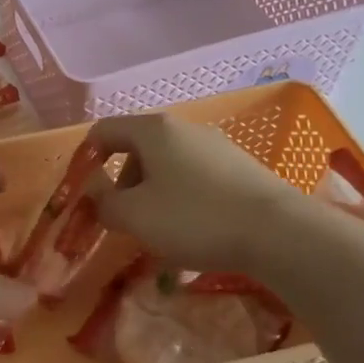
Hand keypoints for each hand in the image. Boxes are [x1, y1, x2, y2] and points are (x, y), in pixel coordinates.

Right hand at [86, 114, 299, 273]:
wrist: (279, 233)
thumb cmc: (195, 217)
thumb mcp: (135, 216)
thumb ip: (104, 204)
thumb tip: (99, 199)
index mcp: (154, 130)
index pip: (104, 131)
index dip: (86, 160)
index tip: (84, 194)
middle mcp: (185, 129)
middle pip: (137, 150)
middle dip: (123, 185)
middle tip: (124, 220)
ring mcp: (216, 146)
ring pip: (167, 167)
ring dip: (152, 196)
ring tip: (159, 233)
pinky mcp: (240, 168)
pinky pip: (195, 180)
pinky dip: (182, 201)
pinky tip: (193, 233)